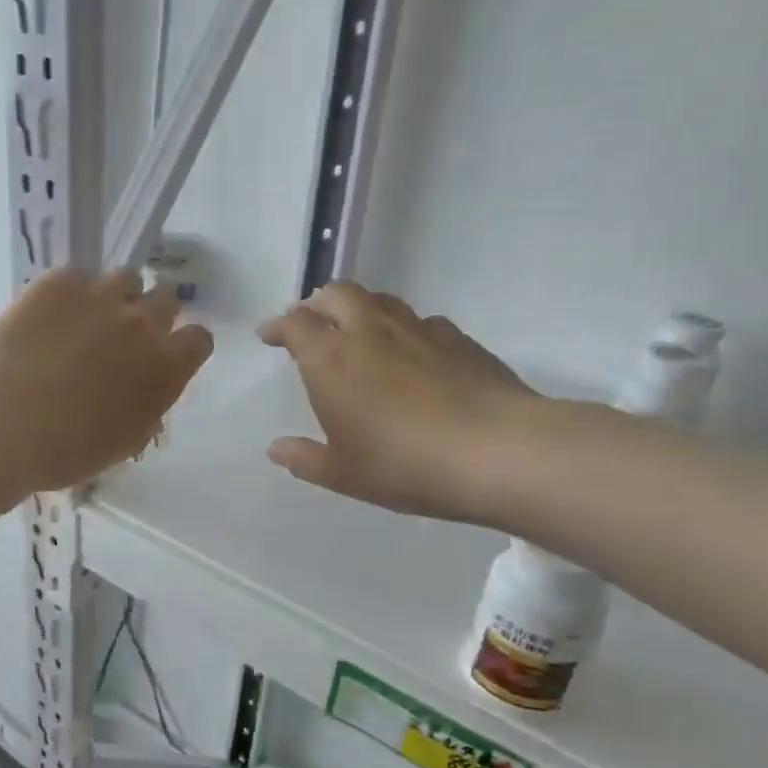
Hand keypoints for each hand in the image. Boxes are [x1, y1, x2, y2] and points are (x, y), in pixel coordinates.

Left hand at [0, 268, 212, 560]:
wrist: (3, 420)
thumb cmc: (65, 451)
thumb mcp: (120, 444)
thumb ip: (145, 413)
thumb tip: (145, 401)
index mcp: (166, 368)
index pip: (198, 340)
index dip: (182, 346)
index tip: (164, 357)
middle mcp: (142, 324)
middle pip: (165, 301)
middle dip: (150, 316)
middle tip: (121, 338)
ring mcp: (101, 296)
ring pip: (126, 279)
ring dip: (114, 297)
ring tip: (85, 320)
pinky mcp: (59, 281)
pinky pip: (75, 277)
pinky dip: (66, 294)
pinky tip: (43, 318)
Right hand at [257, 283, 541, 522]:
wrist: (498, 452)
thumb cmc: (404, 464)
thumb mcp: (343, 474)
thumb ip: (304, 459)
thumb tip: (276, 449)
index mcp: (332, 359)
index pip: (295, 323)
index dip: (278, 326)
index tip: (269, 336)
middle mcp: (370, 332)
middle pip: (337, 294)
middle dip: (317, 303)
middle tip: (312, 324)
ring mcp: (418, 330)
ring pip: (380, 300)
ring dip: (359, 309)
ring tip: (357, 332)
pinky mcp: (458, 339)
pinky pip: (421, 321)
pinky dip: (403, 329)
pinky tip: (412, 354)